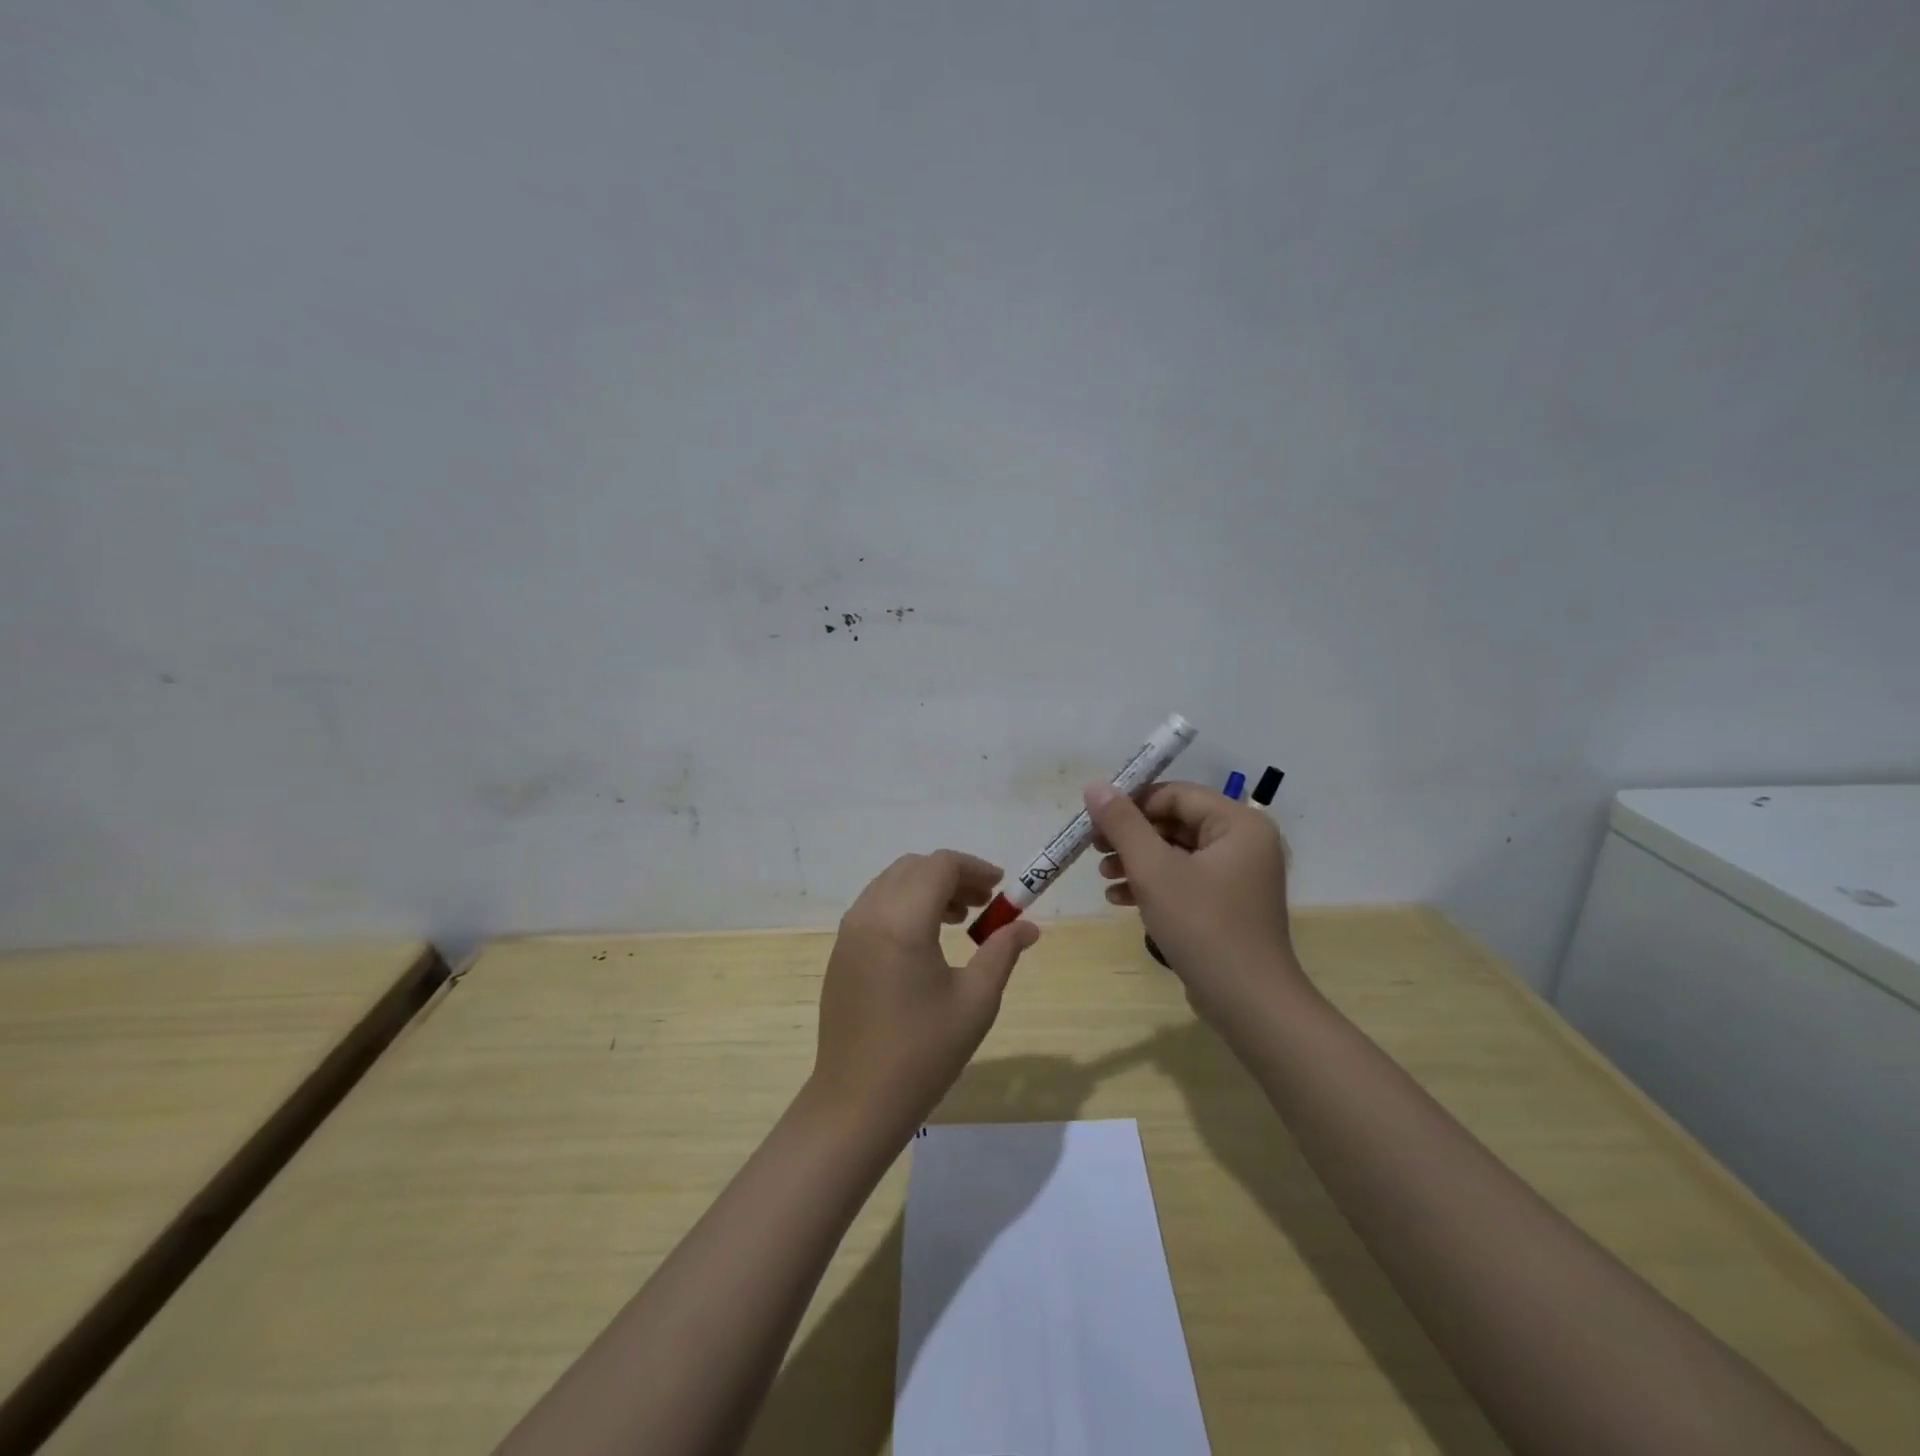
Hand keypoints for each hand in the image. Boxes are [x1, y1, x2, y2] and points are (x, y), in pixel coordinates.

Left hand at [811, 851, 1040, 1140]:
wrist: (857, 1101)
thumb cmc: (923, 1052)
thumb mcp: (975, 1001)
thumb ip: (1002, 952)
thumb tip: (1028, 927)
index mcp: (901, 921)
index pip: (940, 865)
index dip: (974, 868)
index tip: (1001, 888)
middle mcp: (869, 914)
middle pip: (913, 867)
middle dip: (951, 876)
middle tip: (983, 903)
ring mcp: (849, 932)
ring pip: (891, 883)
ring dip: (926, 888)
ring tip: (958, 920)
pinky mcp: (840, 951)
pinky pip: (875, 906)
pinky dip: (903, 905)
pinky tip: (925, 941)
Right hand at [1085, 781, 1306, 1018]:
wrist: (1249, 1003)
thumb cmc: (1202, 926)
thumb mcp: (1154, 870)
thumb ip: (1123, 824)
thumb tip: (1095, 785)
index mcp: (1238, 824)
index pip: (1175, 794)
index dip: (1131, 803)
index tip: (1094, 822)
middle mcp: (1244, 842)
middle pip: (1175, 822)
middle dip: (1131, 836)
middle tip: (1094, 850)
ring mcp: (1238, 875)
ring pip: (1176, 852)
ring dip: (1136, 861)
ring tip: (1103, 877)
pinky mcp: (1228, 904)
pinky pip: (1184, 879)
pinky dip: (1153, 884)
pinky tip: (1120, 899)